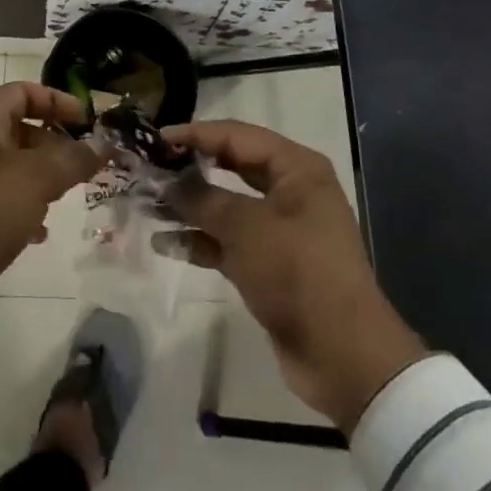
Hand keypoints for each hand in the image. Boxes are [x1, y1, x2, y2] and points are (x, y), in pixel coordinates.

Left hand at [0, 82, 105, 347]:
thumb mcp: (36, 179)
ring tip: (67, 196)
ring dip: (40, 177)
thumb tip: (102, 145)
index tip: (87, 121)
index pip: (22, 92)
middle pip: (16, 128)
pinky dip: (21, 207)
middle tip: (84, 163)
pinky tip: (40, 233)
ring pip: (8, 167)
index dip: (56, 101)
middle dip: (53, 143)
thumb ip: (73, 158)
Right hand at [160, 119, 428, 432]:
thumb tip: (168, 182)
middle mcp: (290, 191)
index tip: (155, 139)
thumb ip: (202, 198)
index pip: (236, 135)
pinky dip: (200, 240)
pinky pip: (228, 241)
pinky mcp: (270, 265)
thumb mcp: (246, 228)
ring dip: (189, 206)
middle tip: (148, 167)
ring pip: (226, 206)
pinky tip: (165, 242)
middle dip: (190, 168)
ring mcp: (280, 229)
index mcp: (296, 169)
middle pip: (231, 166)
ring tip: (147, 204)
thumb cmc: (298, 273)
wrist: (343, 357)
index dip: (195, 134)